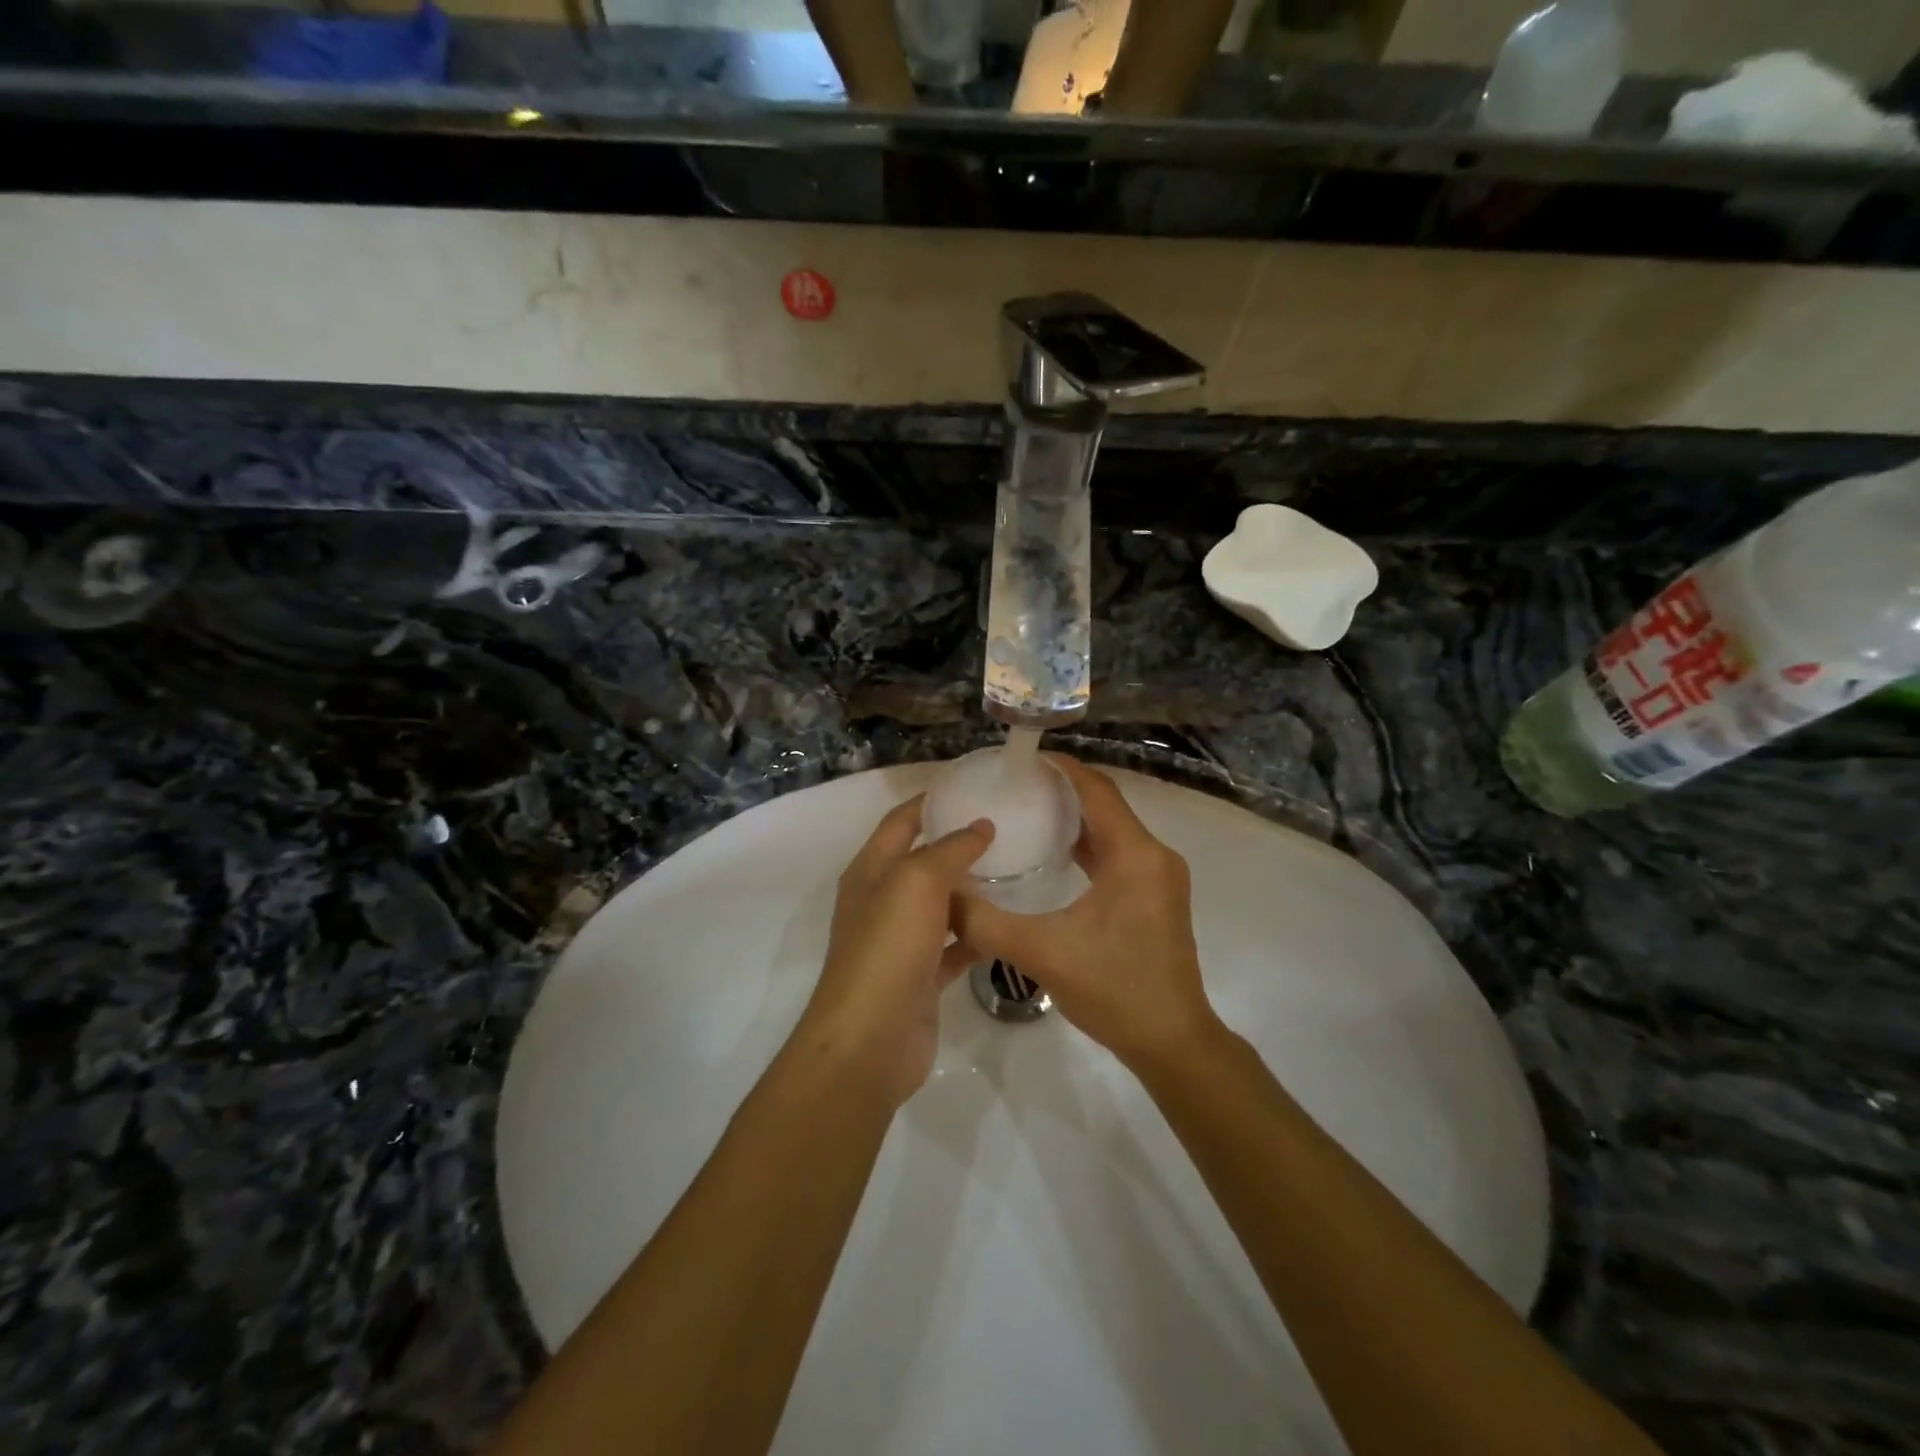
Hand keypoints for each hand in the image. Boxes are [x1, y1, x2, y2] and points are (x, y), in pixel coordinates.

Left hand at [793, 797, 993, 1108]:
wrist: (870, 1040)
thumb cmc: (888, 947)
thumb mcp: (917, 882)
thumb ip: (950, 849)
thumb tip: (980, 826)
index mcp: (871, 870)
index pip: (900, 821)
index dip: (930, 800)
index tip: (971, 785)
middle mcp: (883, 900)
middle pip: (923, 861)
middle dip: (958, 844)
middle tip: (1008, 828)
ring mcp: (901, 941)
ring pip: (941, 904)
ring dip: (971, 890)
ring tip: (1017, 870)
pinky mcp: (921, 976)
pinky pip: (953, 945)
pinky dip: (976, 935)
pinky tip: (1008, 924)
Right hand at [953, 756, 1217, 1069]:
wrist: (1172, 1042)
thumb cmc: (1114, 990)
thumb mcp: (1042, 953)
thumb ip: (986, 922)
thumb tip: (941, 897)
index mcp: (1135, 855)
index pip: (1097, 790)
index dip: (1062, 768)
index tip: (1023, 758)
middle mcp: (1153, 856)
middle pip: (1106, 805)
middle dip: (1063, 790)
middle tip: (1015, 786)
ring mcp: (1159, 877)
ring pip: (1113, 830)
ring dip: (1075, 818)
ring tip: (1027, 811)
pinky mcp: (1155, 897)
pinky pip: (1118, 854)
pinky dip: (1087, 845)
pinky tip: (1053, 854)